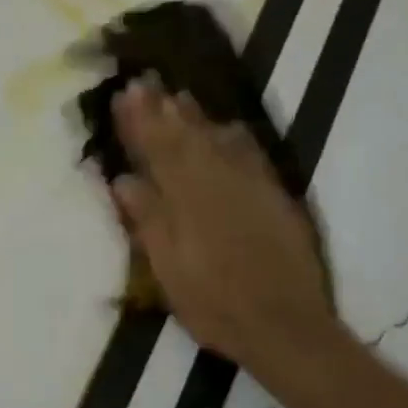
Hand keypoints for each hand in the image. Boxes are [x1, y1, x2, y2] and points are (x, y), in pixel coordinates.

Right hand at [110, 79, 333, 368]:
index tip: (124, 94)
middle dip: (162, 109)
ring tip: (178, 95)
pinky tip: (228, 127)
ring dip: (196, 116)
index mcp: (185, 200)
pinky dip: (236, 137)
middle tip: (146, 81)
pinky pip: (252, 155)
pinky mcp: (275, 197)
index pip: (156, 150)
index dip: (138, 122)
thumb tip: (123, 179)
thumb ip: (148, 221)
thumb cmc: (215, 303)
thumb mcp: (169, 269)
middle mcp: (217, 183)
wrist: (285, 326)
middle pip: (185, 137)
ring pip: (218, 140)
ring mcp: (250, 187)